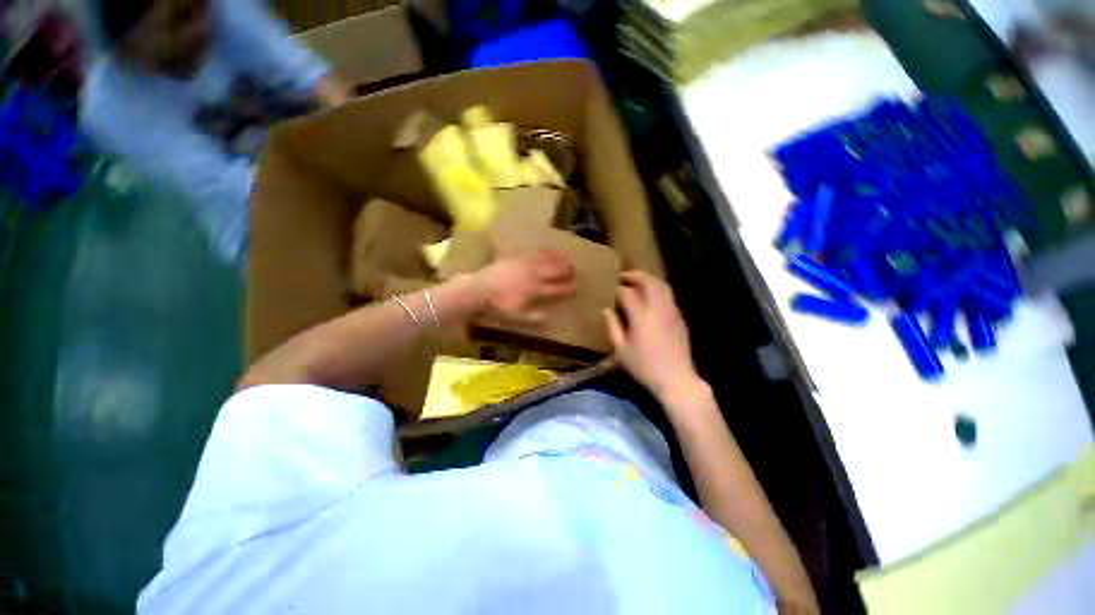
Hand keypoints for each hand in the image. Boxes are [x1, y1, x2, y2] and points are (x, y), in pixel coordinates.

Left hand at [475, 251, 575, 323]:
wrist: (479, 287)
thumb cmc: (498, 304)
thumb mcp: (516, 315)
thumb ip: (534, 317)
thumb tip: (551, 319)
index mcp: (534, 289)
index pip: (555, 288)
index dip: (567, 288)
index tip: (576, 287)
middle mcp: (533, 274)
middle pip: (554, 271)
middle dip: (566, 270)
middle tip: (575, 270)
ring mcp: (525, 264)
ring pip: (546, 260)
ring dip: (558, 259)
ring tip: (568, 258)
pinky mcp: (517, 257)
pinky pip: (534, 252)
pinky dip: (545, 252)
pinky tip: (549, 251)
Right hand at [603, 271, 698, 399]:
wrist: (676, 379)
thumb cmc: (644, 366)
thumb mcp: (621, 350)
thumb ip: (612, 327)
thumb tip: (605, 310)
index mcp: (641, 316)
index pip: (627, 293)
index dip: (617, 289)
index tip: (610, 289)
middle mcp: (658, 308)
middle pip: (649, 282)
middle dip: (635, 275)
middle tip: (624, 276)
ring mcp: (672, 311)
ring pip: (662, 286)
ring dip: (649, 279)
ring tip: (638, 281)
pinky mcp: (679, 318)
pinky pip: (669, 296)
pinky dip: (658, 290)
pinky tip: (651, 297)